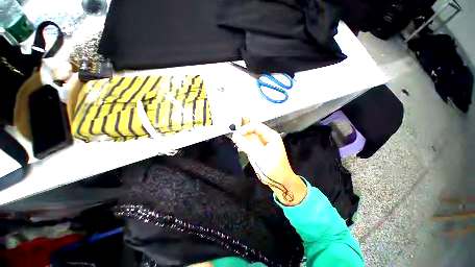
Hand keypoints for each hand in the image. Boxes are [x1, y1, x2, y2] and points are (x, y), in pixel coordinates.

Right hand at [232, 122, 306, 205]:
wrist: (280, 181)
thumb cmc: (273, 169)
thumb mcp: (258, 156)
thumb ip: (246, 145)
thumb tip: (236, 136)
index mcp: (271, 136)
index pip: (256, 126)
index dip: (245, 128)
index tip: (237, 134)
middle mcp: (267, 137)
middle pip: (252, 130)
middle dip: (243, 132)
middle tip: (234, 137)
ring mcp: (263, 143)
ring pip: (250, 136)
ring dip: (242, 138)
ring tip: (235, 140)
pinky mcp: (259, 149)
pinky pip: (250, 143)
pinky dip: (244, 144)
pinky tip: (239, 145)